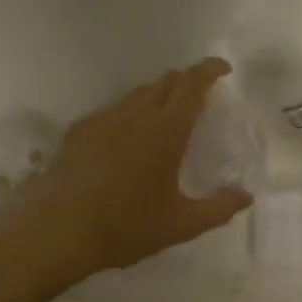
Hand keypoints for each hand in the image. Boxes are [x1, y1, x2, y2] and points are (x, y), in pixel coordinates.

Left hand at [27, 58, 251, 278]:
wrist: (55, 231)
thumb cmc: (125, 226)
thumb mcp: (181, 225)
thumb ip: (218, 208)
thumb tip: (246, 196)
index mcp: (167, 130)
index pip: (192, 83)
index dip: (210, 69)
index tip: (223, 70)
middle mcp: (137, 114)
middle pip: (166, 81)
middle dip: (187, 80)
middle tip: (199, 97)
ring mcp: (104, 119)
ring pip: (138, 92)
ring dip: (159, 95)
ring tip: (165, 117)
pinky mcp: (79, 131)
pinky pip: (114, 109)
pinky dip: (131, 111)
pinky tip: (127, 138)